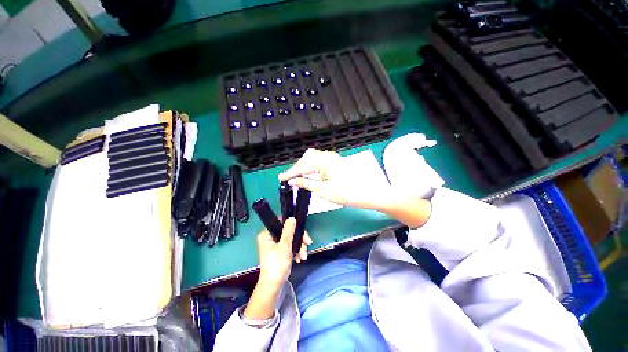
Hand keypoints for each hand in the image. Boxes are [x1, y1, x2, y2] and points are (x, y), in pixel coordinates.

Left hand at [244, 218, 311, 320]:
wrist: (274, 285)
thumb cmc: (277, 264)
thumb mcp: (284, 245)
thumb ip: (289, 231)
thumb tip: (292, 218)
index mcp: (267, 234)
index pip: (281, 223)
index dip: (293, 226)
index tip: (302, 232)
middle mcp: (270, 237)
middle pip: (289, 231)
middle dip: (299, 239)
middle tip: (307, 244)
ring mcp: (276, 244)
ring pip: (292, 239)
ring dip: (300, 246)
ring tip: (303, 256)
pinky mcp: (281, 251)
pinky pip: (291, 245)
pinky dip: (297, 251)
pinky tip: (300, 258)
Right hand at [279, 149, 431, 227]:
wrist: (367, 193)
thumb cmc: (346, 194)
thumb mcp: (324, 191)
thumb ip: (307, 184)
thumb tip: (294, 182)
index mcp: (325, 162)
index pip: (303, 166)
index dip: (291, 173)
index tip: (281, 179)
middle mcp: (328, 156)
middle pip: (307, 158)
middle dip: (297, 168)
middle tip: (290, 178)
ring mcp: (333, 158)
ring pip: (313, 158)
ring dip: (304, 167)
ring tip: (297, 177)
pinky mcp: (335, 161)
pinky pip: (319, 161)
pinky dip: (312, 167)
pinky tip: (309, 174)